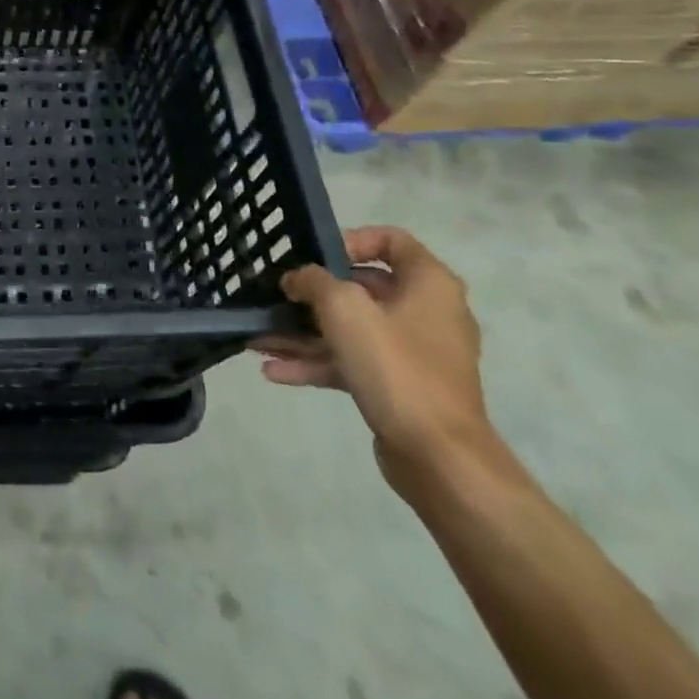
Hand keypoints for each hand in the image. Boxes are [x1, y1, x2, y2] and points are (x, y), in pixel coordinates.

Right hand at [252, 226, 494, 486]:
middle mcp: (426, 313)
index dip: (350, 240)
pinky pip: (352, 363)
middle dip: (311, 294)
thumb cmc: (395, 366)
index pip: (391, 241)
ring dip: (303, 332)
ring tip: (259, 338)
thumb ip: (313, 281)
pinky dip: (316, 363)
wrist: (439, 457)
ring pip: (350, 330)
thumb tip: (296, 279)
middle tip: (275, 296)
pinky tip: (274, 371)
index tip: (314, 256)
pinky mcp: (399, 387)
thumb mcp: (344, 308)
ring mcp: (413, 353)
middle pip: (362, 288)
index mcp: (429, 284)